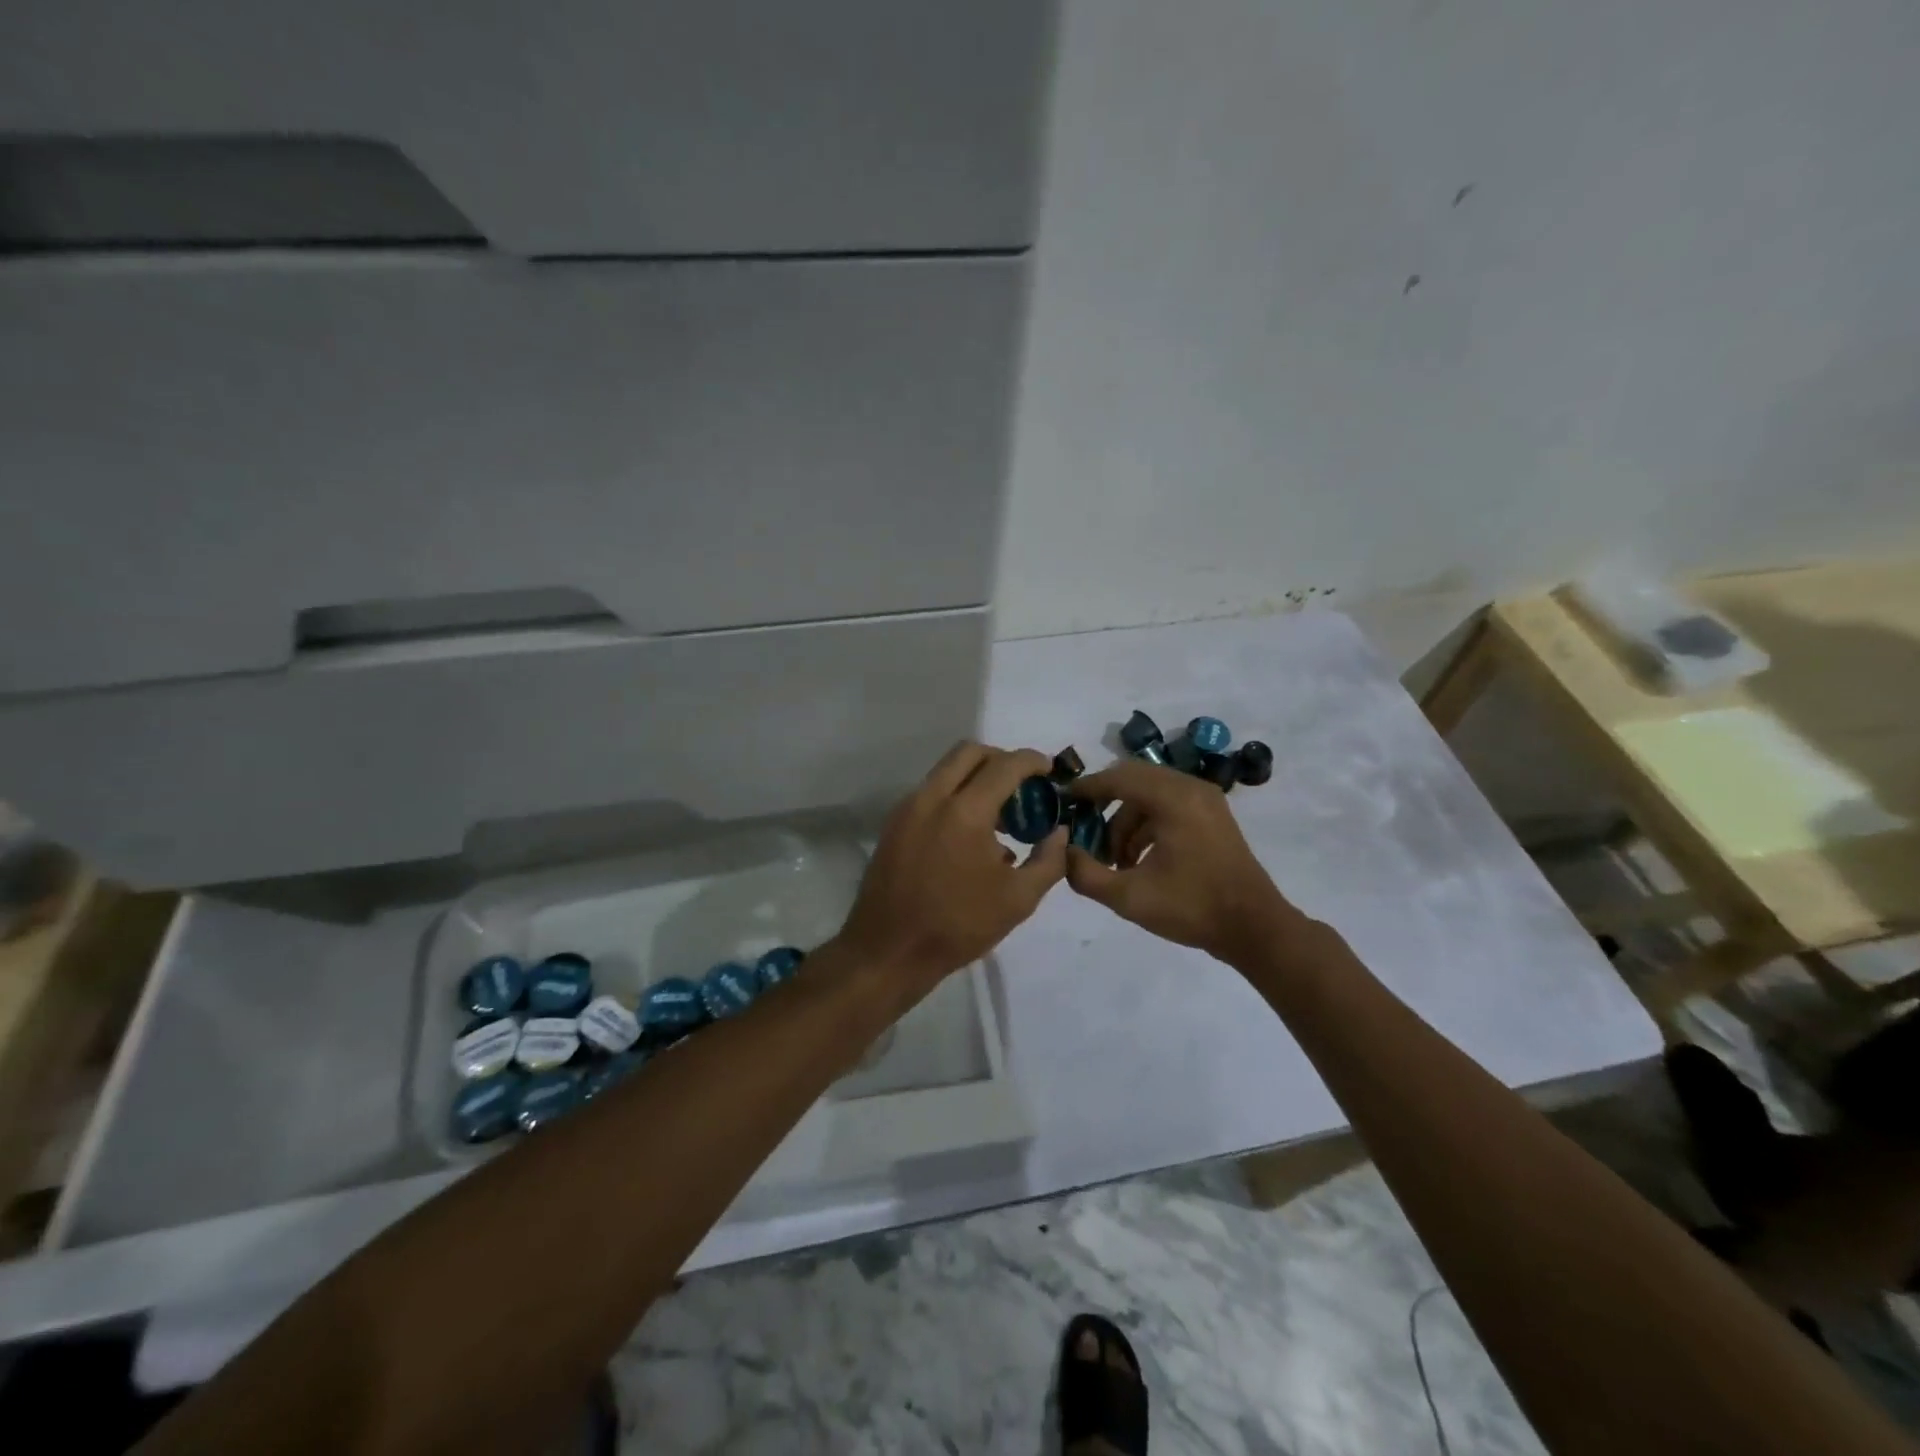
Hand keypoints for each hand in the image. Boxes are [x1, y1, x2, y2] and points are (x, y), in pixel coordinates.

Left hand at [835, 742, 1067, 984]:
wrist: (889, 951)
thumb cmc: (958, 926)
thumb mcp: (1018, 900)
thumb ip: (1049, 860)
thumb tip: (1059, 832)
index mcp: (965, 811)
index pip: (1005, 765)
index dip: (1033, 760)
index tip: (1049, 770)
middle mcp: (932, 797)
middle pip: (970, 752)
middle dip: (1001, 759)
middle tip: (1022, 786)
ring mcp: (907, 808)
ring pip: (946, 770)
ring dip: (975, 778)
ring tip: (999, 817)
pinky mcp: (894, 824)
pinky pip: (930, 793)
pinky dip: (954, 796)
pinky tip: (970, 837)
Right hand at [1064, 758, 1301, 964]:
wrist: (1255, 929)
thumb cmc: (1191, 907)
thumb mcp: (1129, 897)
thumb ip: (1086, 874)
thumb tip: (1065, 854)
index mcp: (1173, 799)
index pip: (1119, 777)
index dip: (1087, 787)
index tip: (1063, 799)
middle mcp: (1191, 788)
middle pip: (1134, 779)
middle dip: (1105, 802)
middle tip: (1083, 826)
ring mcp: (1206, 801)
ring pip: (1151, 794)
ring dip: (1126, 819)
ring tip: (1113, 859)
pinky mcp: (1213, 816)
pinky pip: (1169, 805)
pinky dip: (1147, 824)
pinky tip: (1138, 860)